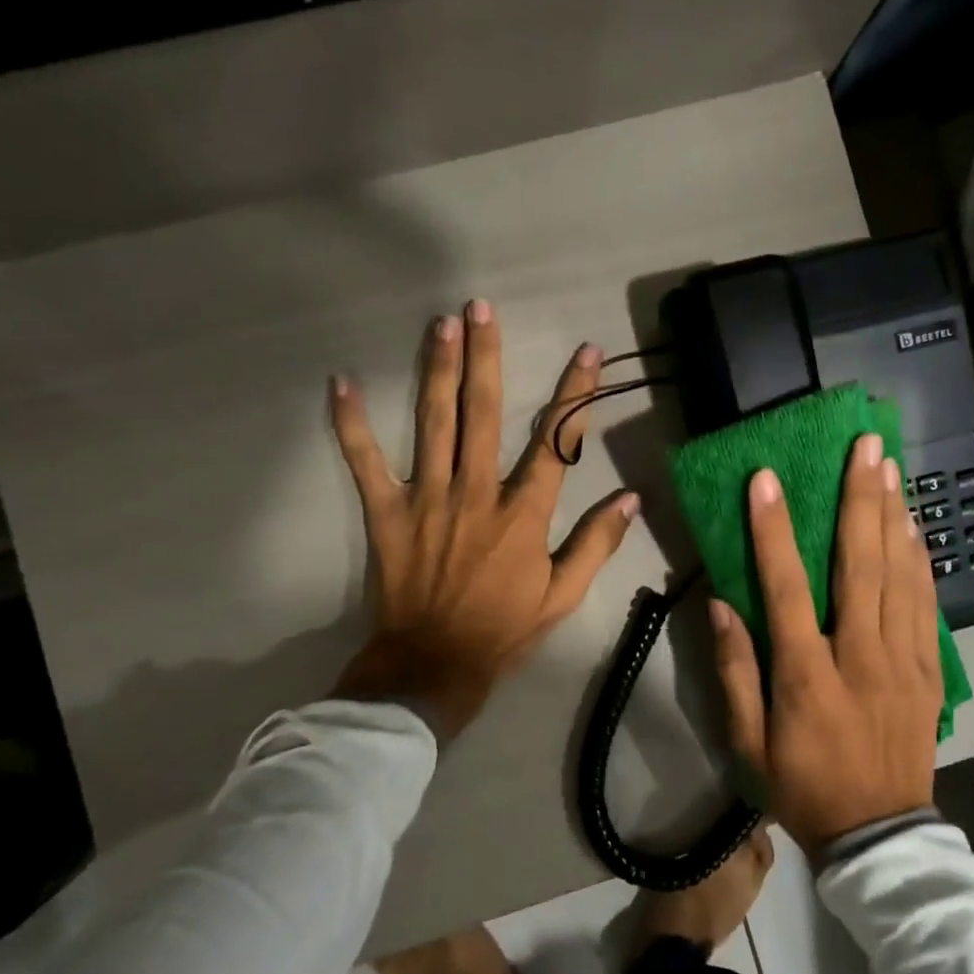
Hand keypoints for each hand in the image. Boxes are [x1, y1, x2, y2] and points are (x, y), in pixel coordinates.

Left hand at [329, 301, 638, 739]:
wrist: (434, 666)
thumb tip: (631, 499)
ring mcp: (428, 499)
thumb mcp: (564, 595)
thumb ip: (597, 544)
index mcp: (523, 514)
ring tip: (440, 323)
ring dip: (437, 370)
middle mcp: (477, 494)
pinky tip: (341, 383)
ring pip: (434, 424)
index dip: (574, 394)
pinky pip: (366, 463)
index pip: (556, 442)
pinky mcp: (388, 513)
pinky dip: (351, 424)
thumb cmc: (504, 630)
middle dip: (486, 357)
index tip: (587, 352)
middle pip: (484, 414)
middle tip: (481, 307)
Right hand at [713, 436, 942, 853]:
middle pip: (860, 565)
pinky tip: (913, 526)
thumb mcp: (749, 743)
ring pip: (901, 575)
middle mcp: (861, 656)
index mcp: (808, 675)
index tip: (767, 480)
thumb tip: (722, 604)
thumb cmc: (803, 787)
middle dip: (860, 499)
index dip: (773, 531)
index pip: (787, 590)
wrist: (880, 836)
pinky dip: (919, 559)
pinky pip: (926, 603)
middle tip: (865, 446)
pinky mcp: (929, 670)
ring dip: (894, 516)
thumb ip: (734, 671)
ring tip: (890, 468)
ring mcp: (903, 661)